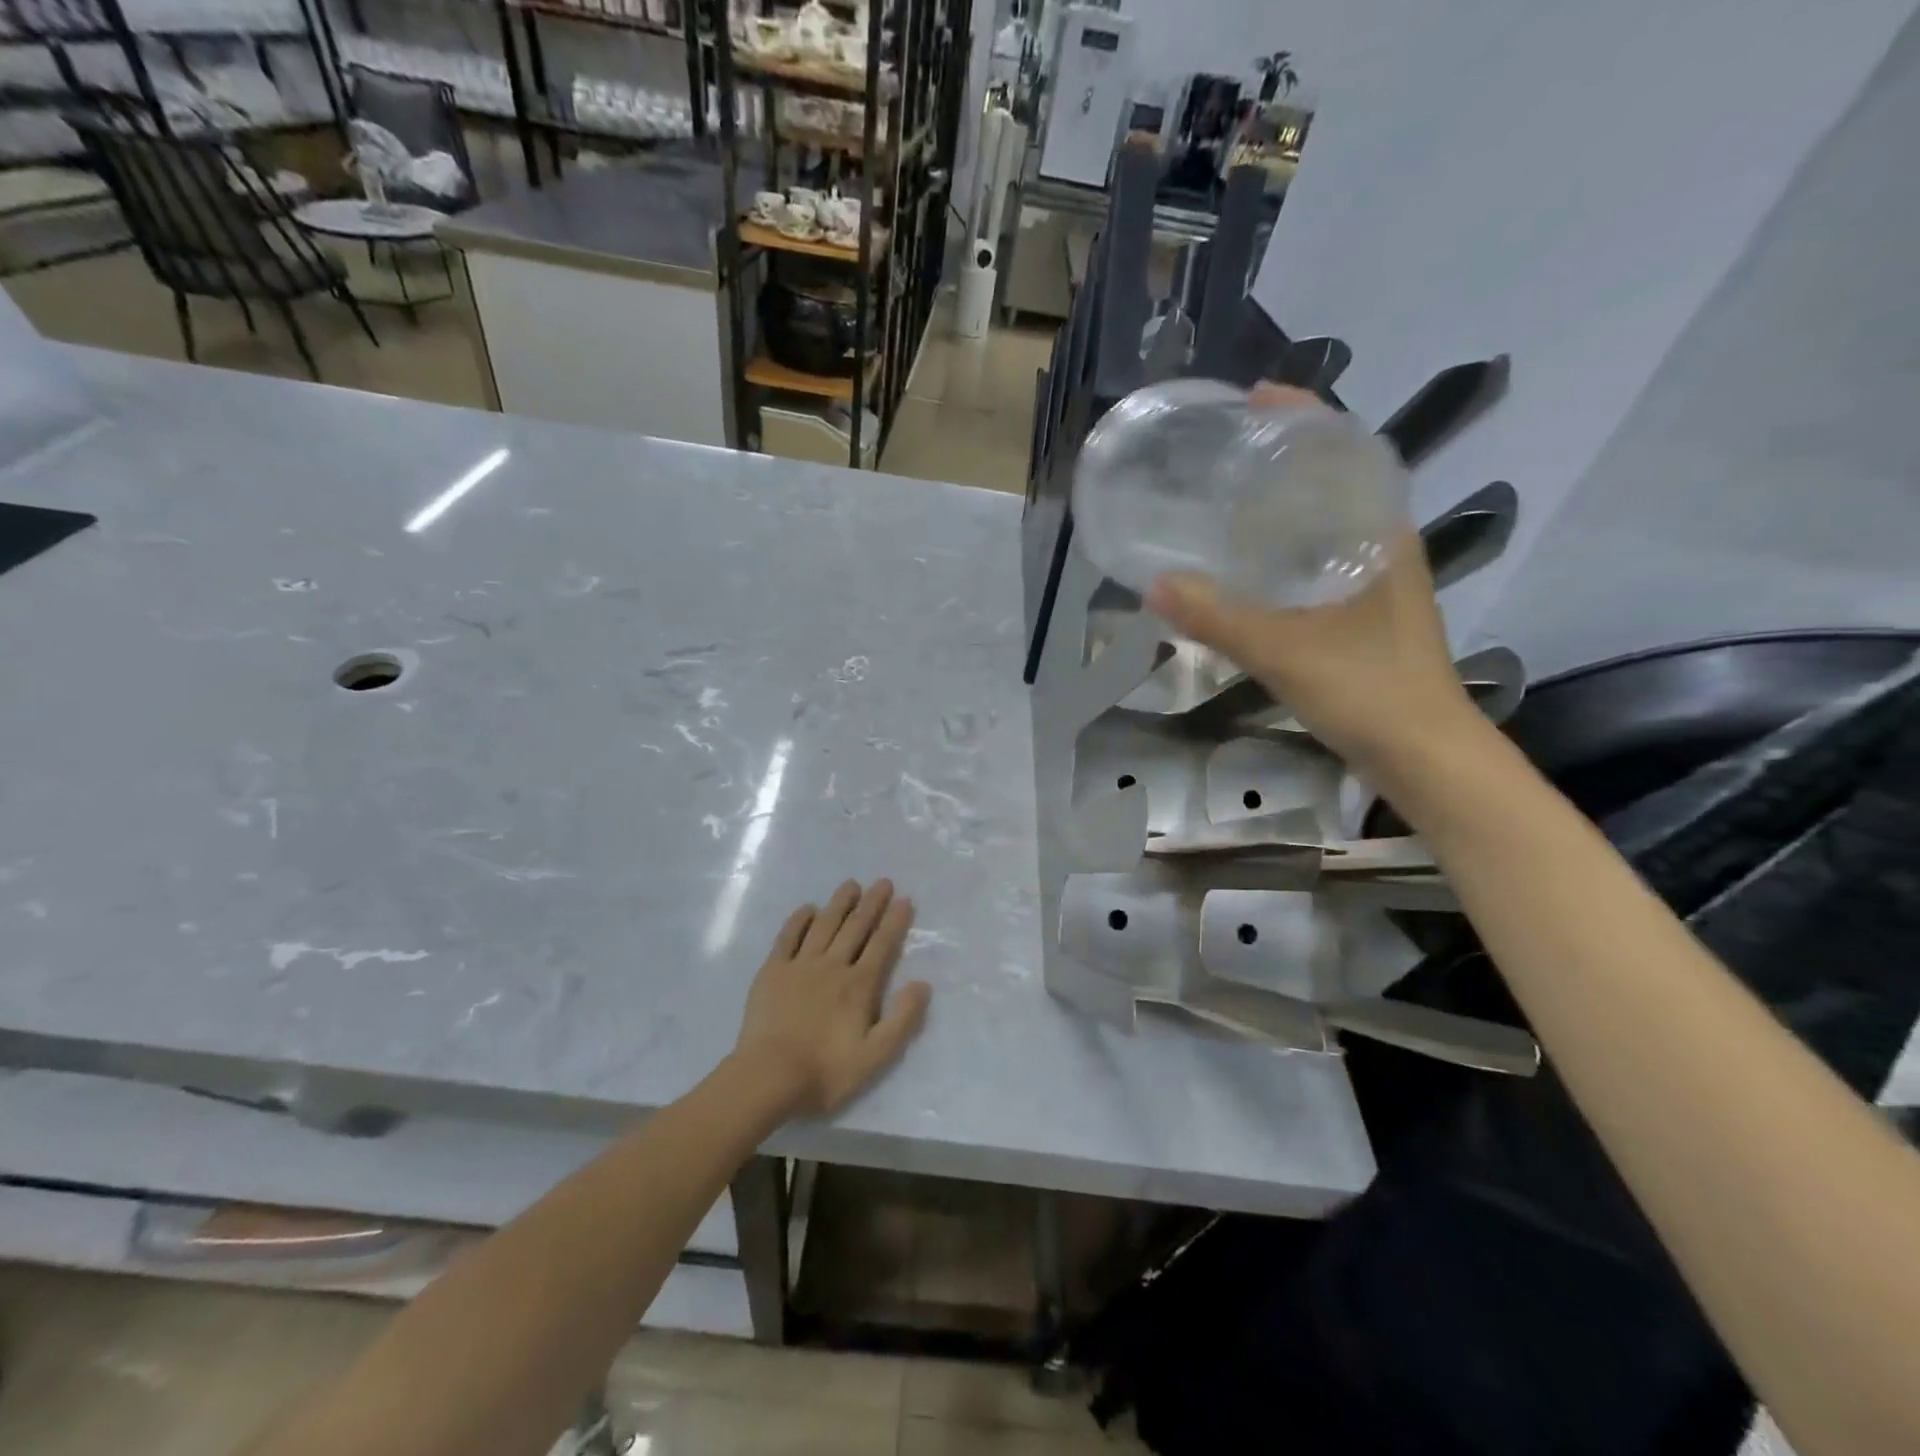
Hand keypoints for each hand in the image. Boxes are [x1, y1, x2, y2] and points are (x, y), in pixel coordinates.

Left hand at [733, 879, 931, 1117]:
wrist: (768, 1077)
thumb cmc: (825, 1071)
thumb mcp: (875, 1055)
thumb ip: (902, 1019)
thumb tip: (922, 983)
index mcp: (859, 985)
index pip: (882, 945)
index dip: (894, 921)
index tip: (904, 899)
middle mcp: (833, 966)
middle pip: (856, 927)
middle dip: (872, 903)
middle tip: (882, 882)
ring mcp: (800, 965)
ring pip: (824, 925)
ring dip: (839, 903)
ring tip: (851, 884)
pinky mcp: (773, 971)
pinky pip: (788, 936)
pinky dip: (799, 920)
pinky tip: (808, 908)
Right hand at [1144, 389, 1482, 779]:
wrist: (1424, 756)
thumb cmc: (1368, 691)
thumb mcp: (1284, 651)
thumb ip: (1218, 619)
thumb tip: (1154, 586)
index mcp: (1381, 534)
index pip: (1347, 449)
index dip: (1303, 417)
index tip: (1254, 397)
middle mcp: (1383, 546)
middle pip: (1334, 480)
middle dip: (1283, 457)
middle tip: (1224, 450)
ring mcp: (1375, 582)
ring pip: (1325, 523)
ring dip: (1282, 505)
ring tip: (1225, 498)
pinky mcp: (1363, 614)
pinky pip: (1318, 560)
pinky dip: (1283, 550)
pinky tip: (1246, 568)